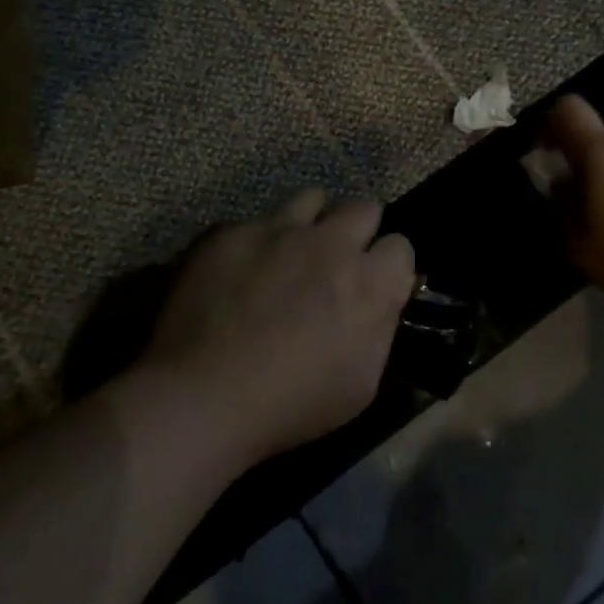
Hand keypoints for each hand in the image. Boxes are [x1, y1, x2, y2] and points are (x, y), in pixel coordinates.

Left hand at [140, 190, 415, 467]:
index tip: (374, 281)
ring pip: (313, 198)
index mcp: (368, 283)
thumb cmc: (290, 405)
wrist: (202, 396)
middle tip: (337, 260)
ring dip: (313, 220)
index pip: (401, 246)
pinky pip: (257, 221)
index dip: (388, 264)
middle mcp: (330, 243)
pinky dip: (259, 240)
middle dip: (358, 231)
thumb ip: (380, 327)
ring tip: (294, 248)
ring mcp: (279, 230)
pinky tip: (241, 269)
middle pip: (363, 208)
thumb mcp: (361, 384)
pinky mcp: (233, 230)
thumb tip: (384, 299)